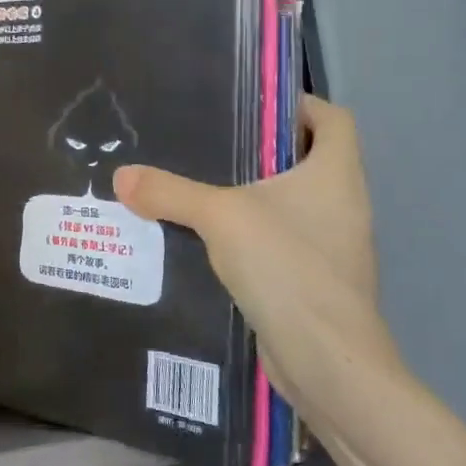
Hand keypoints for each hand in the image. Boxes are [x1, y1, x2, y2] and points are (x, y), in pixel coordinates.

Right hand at [113, 96, 402, 409]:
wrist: (327, 361)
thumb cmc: (287, 267)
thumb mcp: (220, 218)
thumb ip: (170, 192)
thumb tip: (121, 176)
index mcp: (337, 174)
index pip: (333, 119)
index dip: (300, 104)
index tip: (253, 106)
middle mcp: (344, 204)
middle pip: (311, 159)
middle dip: (265, 150)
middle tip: (211, 143)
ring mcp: (335, 246)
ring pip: (296, 203)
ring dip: (257, 195)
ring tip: (203, 188)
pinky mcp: (318, 280)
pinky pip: (285, 241)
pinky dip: (255, 234)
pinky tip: (212, 241)